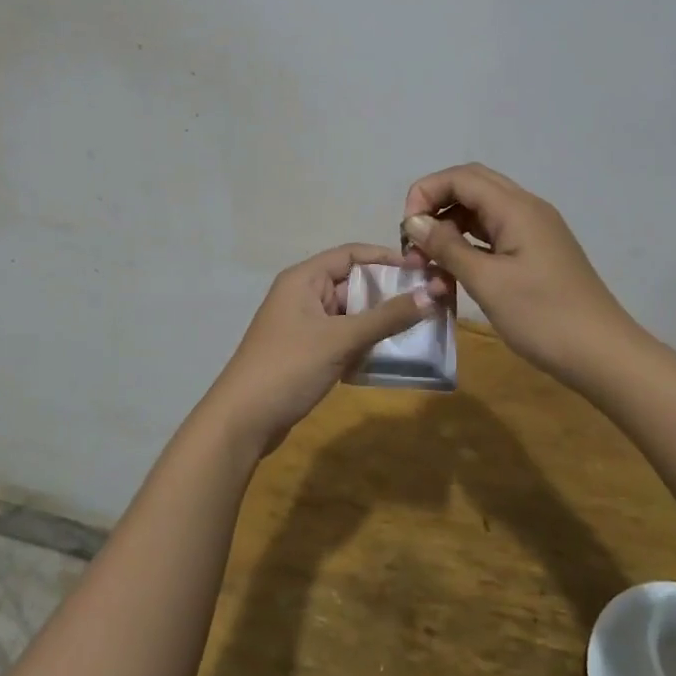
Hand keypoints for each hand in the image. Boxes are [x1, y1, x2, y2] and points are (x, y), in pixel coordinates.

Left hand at [201, 243, 449, 456]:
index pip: (352, 254)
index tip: (422, 269)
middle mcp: (302, 295)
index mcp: (304, 278)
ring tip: (419, 328)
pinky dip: (364, 342)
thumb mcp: (341, 339)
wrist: (243, 420)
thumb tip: (433, 293)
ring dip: (379, 320)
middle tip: (429, 302)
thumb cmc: (290, 367)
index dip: (387, 258)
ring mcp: (302, 325)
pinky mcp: (305, 352)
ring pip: (349, 313)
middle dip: (388, 292)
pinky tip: (391, 355)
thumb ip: (387, 317)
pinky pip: (342, 337)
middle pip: (352, 283)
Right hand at [401, 164, 639, 390]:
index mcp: (516, 208)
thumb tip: (414, 221)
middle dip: (436, 207)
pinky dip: (470, 244)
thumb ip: (447, 247)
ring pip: (482, 211)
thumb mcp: (487, 282)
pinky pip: (495, 234)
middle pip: (472, 186)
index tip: (406, 231)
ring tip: (430, 262)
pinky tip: (455, 271)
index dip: (426, 193)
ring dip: (451, 227)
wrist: (603, 354)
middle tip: (415, 243)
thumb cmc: (543, 316)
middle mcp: (527, 209)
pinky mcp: (538, 252)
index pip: (460, 177)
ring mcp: (535, 230)